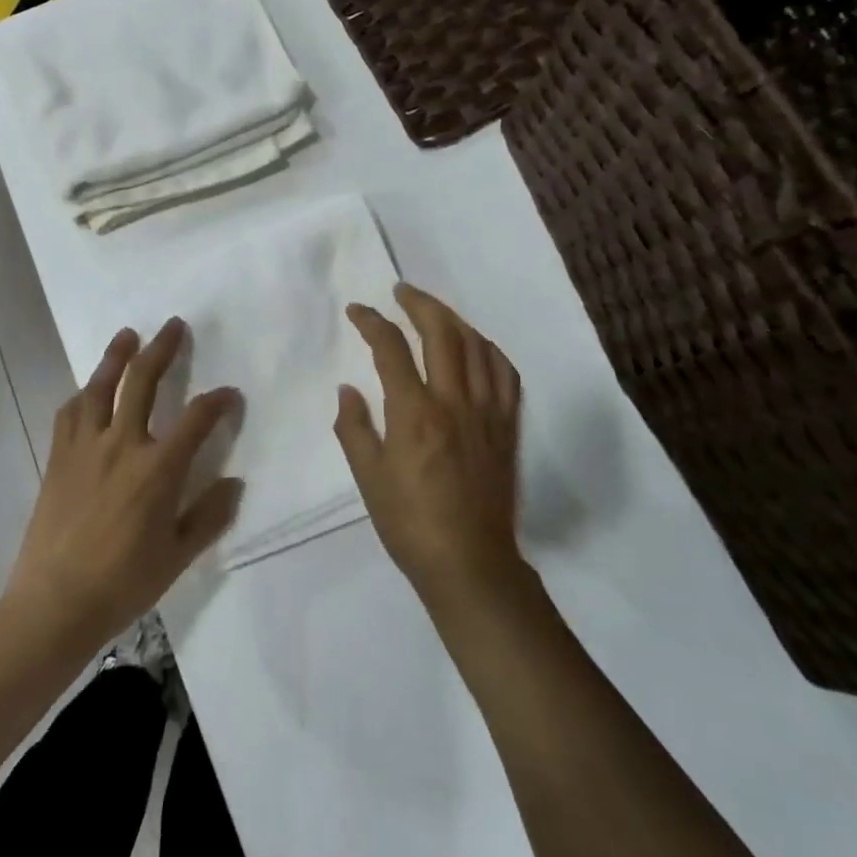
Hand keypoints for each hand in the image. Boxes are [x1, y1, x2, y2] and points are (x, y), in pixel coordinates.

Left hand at [5, 319, 243, 650]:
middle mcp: (123, 444)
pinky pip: (70, 413)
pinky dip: (83, 395)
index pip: (197, 419)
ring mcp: (86, 447)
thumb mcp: (178, 556)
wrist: (56, 601)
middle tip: (174, 325)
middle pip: (144, 381)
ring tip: (128, 335)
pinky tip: (88, 390)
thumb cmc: (124, 582)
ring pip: (101, 386)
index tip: (230, 395)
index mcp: (159, 469)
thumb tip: (234, 483)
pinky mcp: (59, 457)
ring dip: (117, 356)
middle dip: (163, 349)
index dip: (219, 401)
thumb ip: (209, 515)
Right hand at [335, 284, 524, 605]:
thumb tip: (349, 390)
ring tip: (434, 312)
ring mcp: (487, 412)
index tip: (358, 310)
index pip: (391, 348)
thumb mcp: (368, 478)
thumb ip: (354, 428)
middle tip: (401, 291)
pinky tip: (476, 347)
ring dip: (454, 319)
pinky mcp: (507, 426)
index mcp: (414, 413)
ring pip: (477, 346)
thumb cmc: (410, 524)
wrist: (471, 564)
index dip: (372, 322)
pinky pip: (505, 373)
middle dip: (419, 303)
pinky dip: (488, 350)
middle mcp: (454, 401)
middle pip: (442, 332)